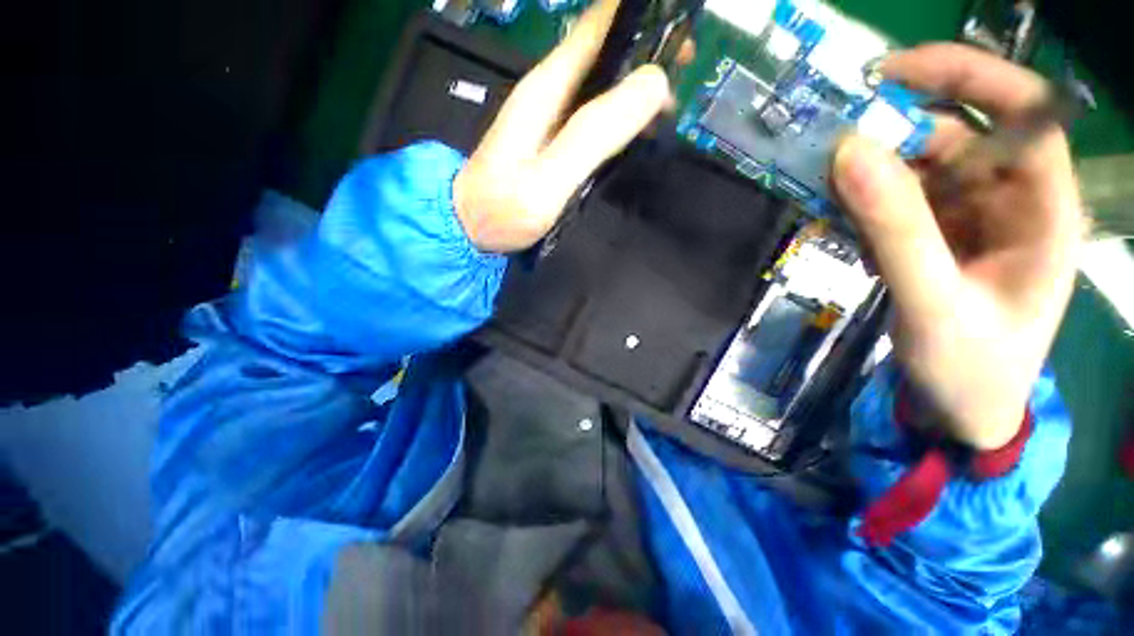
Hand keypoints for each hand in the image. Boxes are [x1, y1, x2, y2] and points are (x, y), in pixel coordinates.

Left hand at [453, 0, 670, 252]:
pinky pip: (596, 118)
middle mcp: (552, 93)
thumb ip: (594, 133)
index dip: (638, 19)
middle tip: (686, 74)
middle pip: (605, 53)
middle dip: (647, 55)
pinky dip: (622, 118)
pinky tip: (639, 133)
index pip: (597, 26)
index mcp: (548, 86)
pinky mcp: (556, 143)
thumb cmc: (503, 208)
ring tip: (672, 107)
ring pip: (603, 86)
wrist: (472, 230)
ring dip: (638, 88)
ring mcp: (553, 119)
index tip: (678, 30)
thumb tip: (653, 84)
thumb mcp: (548, 176)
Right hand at [833, 44, 1084, 448]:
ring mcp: (971, 217)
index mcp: (1044, 212)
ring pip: (921, 166)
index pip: (1024, 114)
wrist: (962, 408)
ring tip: (822, 183)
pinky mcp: (937, 234)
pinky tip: (835, 211)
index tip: (891, 74)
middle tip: (830, 140)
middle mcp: (1012, 200)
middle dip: (897, 129)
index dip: (966, 78)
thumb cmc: (970, 367)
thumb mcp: (933, 304)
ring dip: (870, 168)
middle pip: (960, 135)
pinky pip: (898, 198)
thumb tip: (849, 153)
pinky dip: (863, 197)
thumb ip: (895, 230)